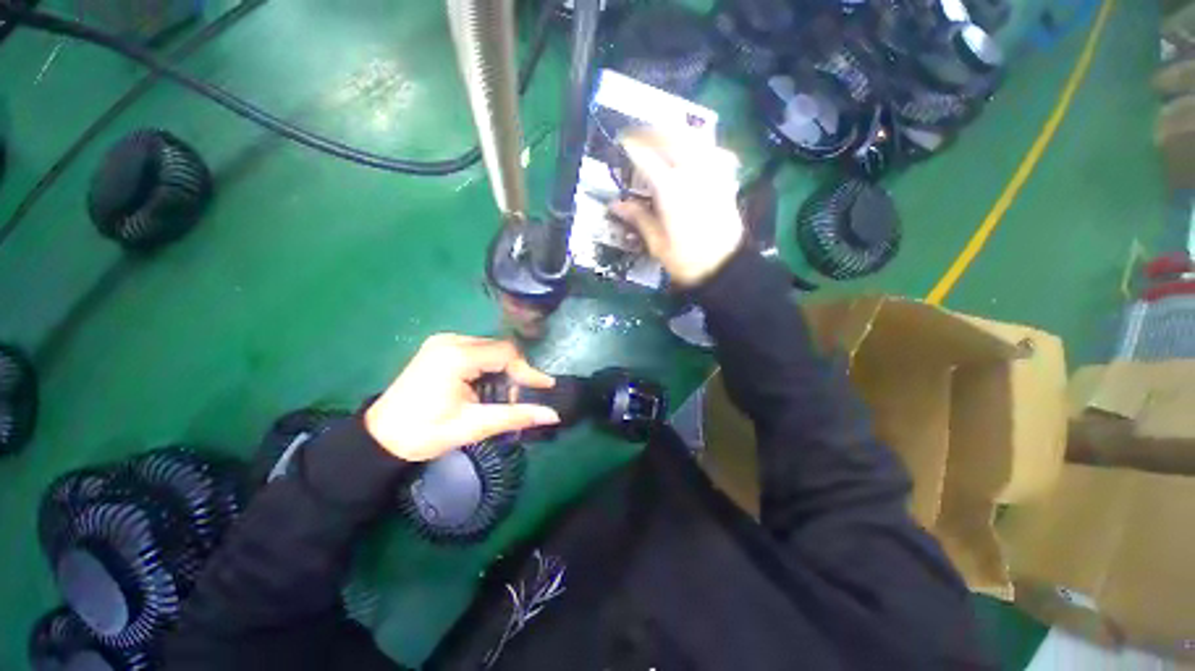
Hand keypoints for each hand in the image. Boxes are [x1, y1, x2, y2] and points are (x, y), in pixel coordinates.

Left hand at [364, 334, 560, 461]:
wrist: (379, 438)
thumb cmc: (424, 433)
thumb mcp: (472, 426)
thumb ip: (515, 416)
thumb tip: (553, 415)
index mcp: (456, 356)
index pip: (506, 353)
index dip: (528, 371)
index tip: (544, 388)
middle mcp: (451, 340)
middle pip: (499, 348)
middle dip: (514, 372)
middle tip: (517, 398)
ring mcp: (443, 342)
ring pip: (490, 349)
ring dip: (502, 370)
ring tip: (501, 396)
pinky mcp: (440, 348)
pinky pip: (477, 350)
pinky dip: (488, 367)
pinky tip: (484, 386)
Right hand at [610, 130, 744, 286]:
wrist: (724, 267)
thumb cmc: (686, 260)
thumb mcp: (657, 243)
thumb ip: (638, 218)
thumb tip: (615, 204)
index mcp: (671, 190)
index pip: (647, 157)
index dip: (632, 146)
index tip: (621, 141)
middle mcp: (692, 173)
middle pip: (671, 137)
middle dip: (653, 131)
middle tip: (639, 135)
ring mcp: (712, 173)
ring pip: (694, 138)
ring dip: (676, 132)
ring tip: (663, 136)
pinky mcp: (726, 180)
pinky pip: (714, 150)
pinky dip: (702, 145)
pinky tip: (695, 152)